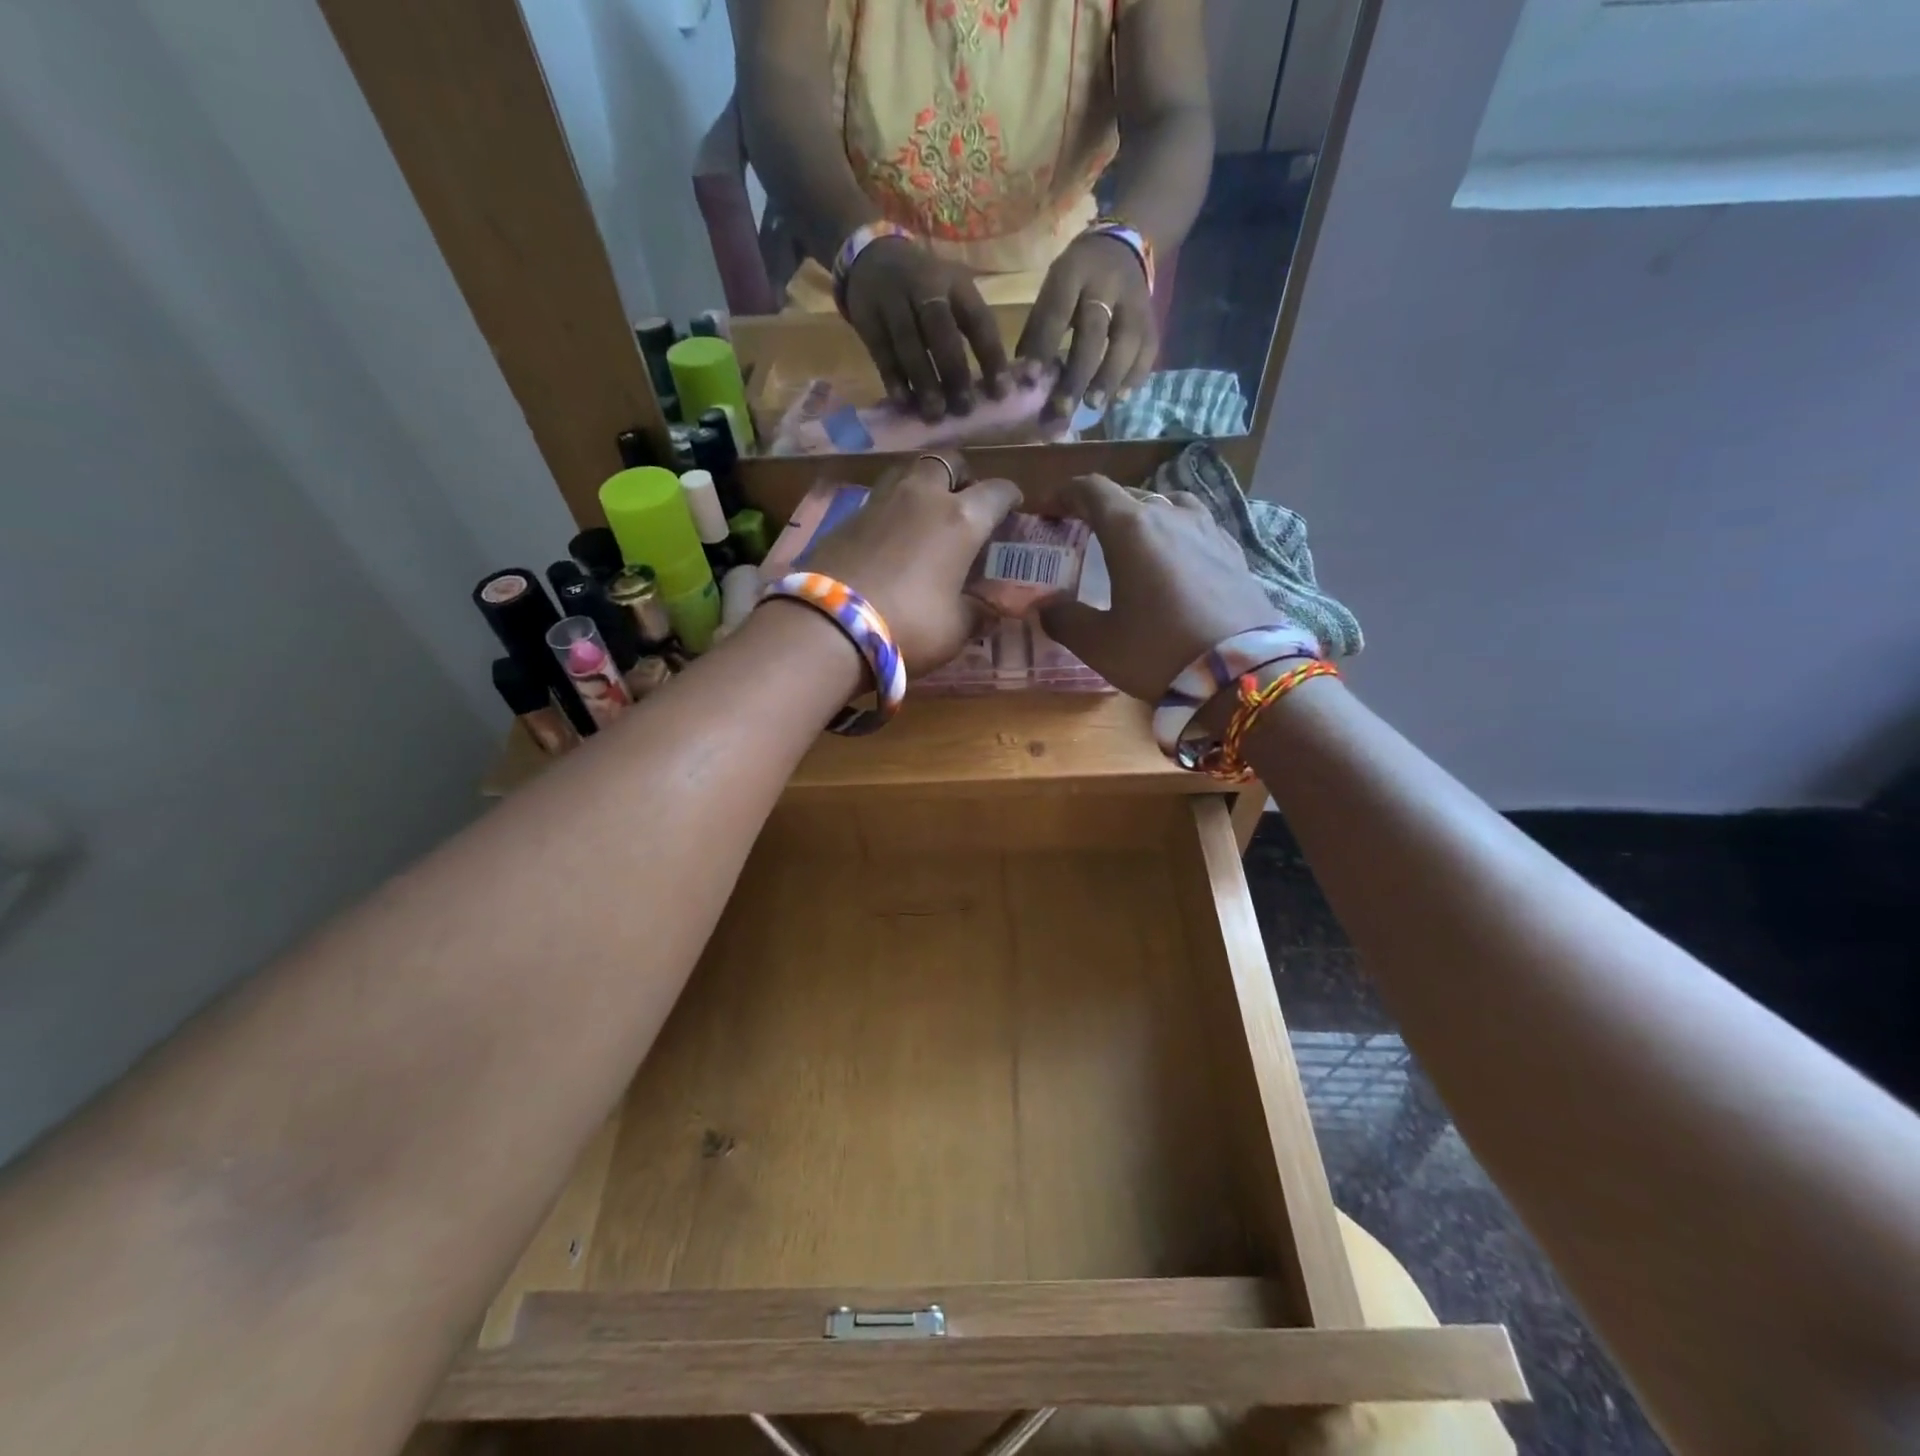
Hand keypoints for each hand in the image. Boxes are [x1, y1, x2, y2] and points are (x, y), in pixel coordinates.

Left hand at [802, 451, 1021, 673]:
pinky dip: (893, 508)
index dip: (1009, 497)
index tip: (1013, 506)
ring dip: (924, 485)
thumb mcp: (955, 630)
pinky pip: (880, 498)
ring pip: (909, 472)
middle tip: (965, 500)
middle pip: (948, 461)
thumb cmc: (908, 627)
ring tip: (926, 513)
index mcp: (960, 519)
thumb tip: (991, 610)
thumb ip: (978, 613)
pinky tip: (891, 535)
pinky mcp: (847, 516)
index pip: (996, 491)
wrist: (828, 627)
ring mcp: (880, 501)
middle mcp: (922, 497)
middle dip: (962, 475)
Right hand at [842, 238, 1010, 421]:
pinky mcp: (868, 317)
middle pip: (940, 330)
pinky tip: (904, 401)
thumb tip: (992, 387)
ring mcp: (893, 301)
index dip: (991, 356)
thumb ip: (971, 331)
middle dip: (954, 371)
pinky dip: (894, 379)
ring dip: (924, 381)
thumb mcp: (953, 293)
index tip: (1000, 392)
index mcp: (956, 283)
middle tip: (963, 408)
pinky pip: (882, 353)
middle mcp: (924, 287)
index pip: (978, 320)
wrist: (871, 257)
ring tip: (934, 413)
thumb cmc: (925, 288)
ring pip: (909, 344)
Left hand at [1015, 233, 1156, 421]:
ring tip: (1094, 406)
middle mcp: (1108, 284)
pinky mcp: (1152, 318)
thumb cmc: (1076, 278)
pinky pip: (1148, 350)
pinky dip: (1135, 376)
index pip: (1058, 311)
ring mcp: (1135, 301)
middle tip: (1063, 408)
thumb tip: (1025, 378)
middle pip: (1094, 332)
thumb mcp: (1053, 288)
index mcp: (1074, 272)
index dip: (1044, 345)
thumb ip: (1040, 328)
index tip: (1030, 378)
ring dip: (1109, 378)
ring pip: (1126, 342)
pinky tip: (1120, 398)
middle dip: (1078, 374)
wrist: (1124, 245)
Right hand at [1031, 474, 1277, 699]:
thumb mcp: (1098, 643)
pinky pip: (1196, 528)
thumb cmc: (1159, 652)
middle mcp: (1171, 516)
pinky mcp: (1234, 553)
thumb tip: (1045, 606)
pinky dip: (1175, 535)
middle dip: (1099, 510)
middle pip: (1128, 497)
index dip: (1064, 495)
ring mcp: (1208, 531)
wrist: (1243, 675)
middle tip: (1082, 536)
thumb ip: (1064, 618)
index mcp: (1132, 529)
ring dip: (1142, 517)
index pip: (1091, 490)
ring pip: (1167, 506)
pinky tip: (1175, 561)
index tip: (1048, 511)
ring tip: (1132, 544)